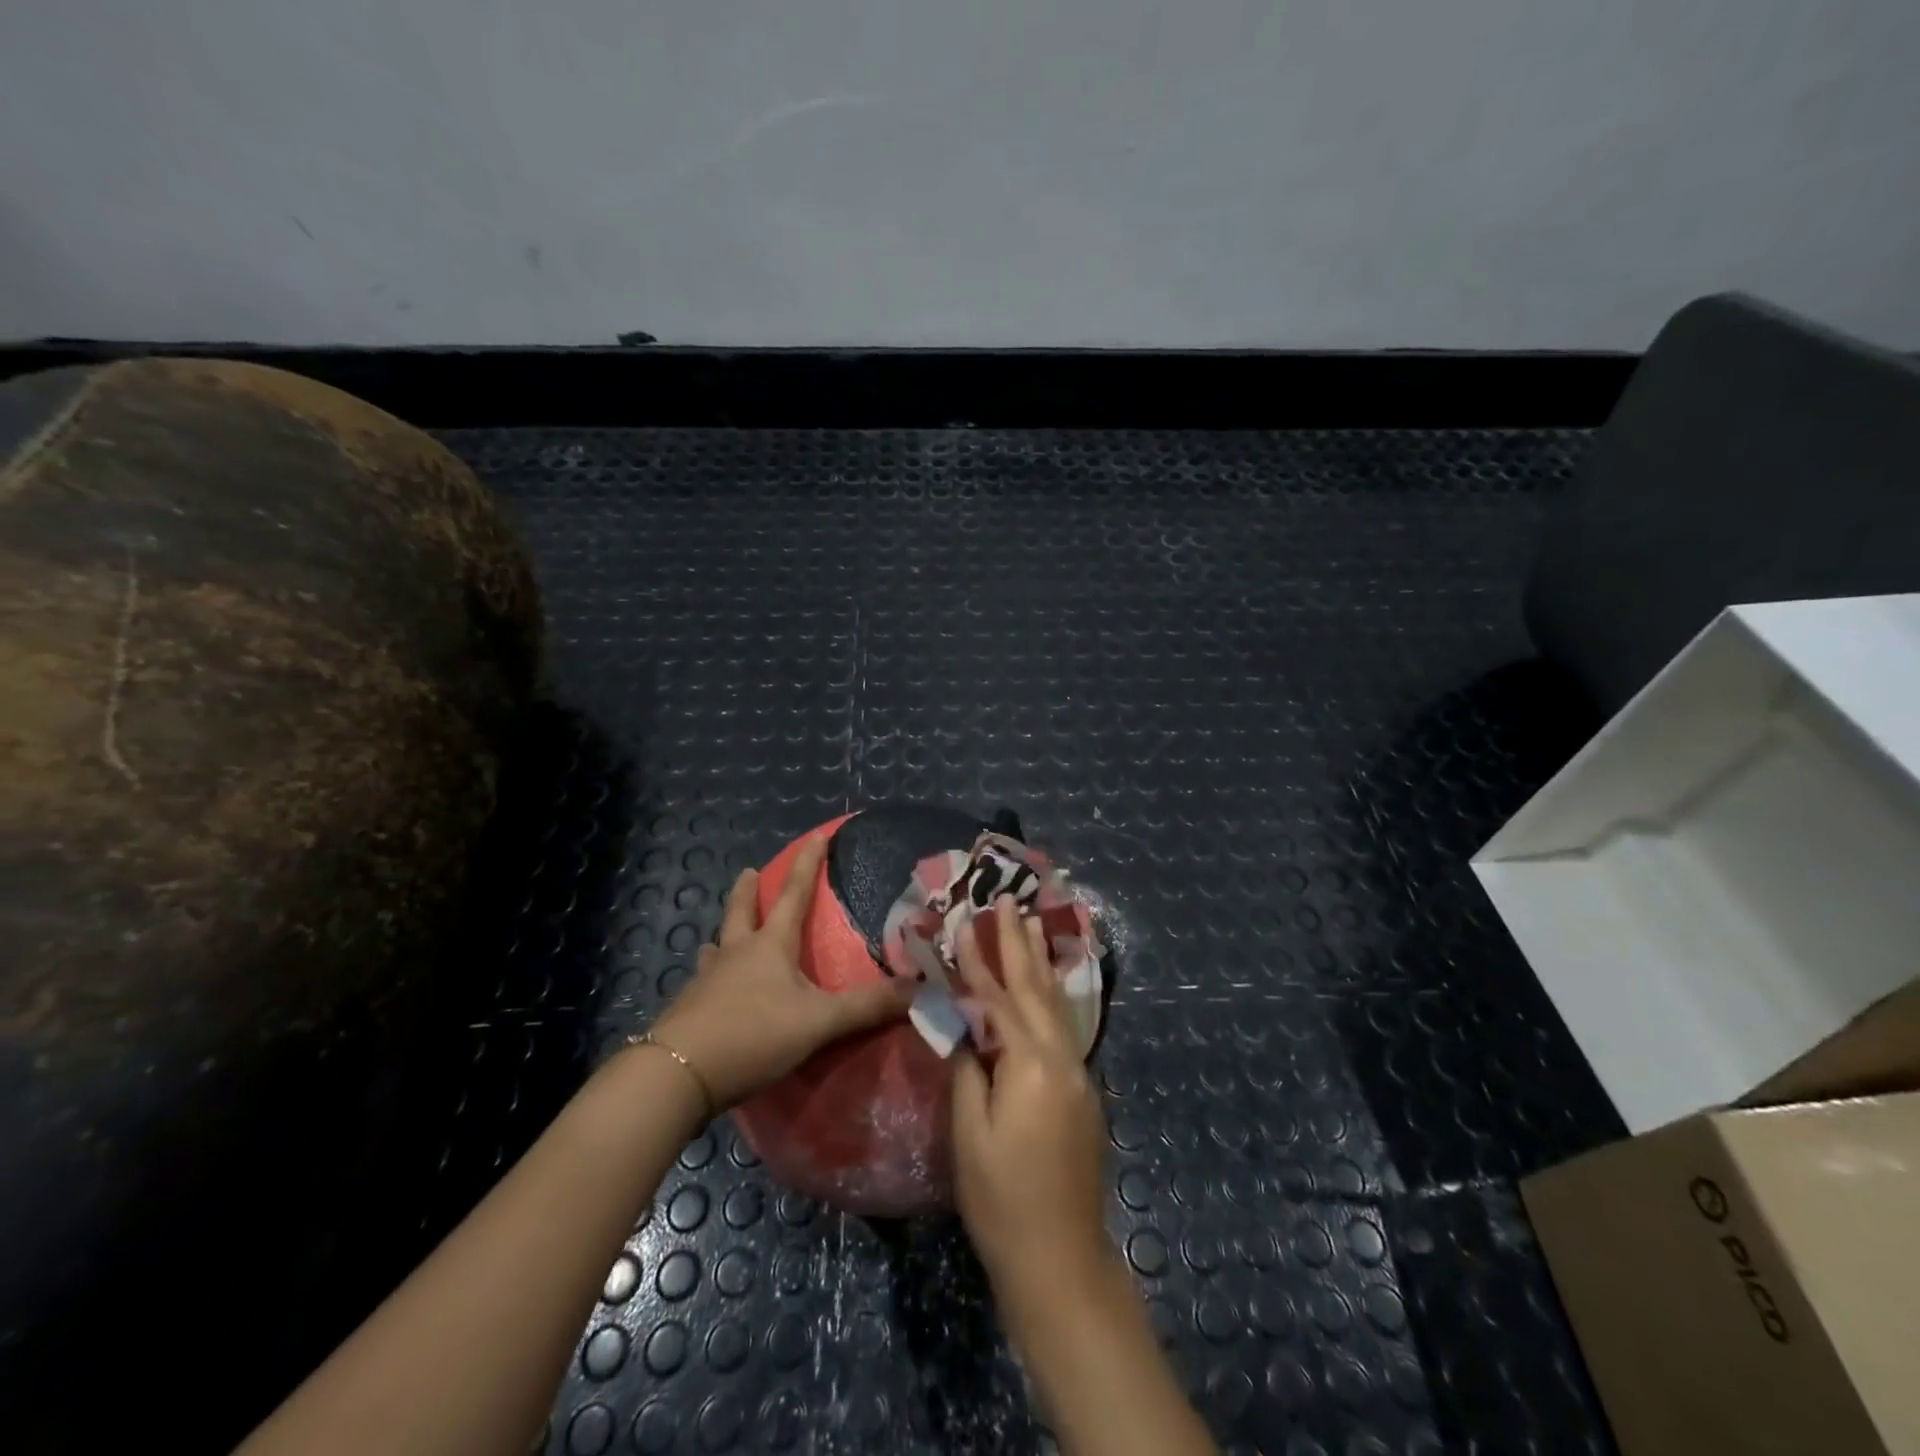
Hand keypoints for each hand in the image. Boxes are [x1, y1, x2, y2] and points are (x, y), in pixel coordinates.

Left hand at [649, 833, 913, 1109]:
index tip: (817, 835)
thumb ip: (867, 1007)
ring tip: (723, 936)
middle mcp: (735, 954)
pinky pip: (704, 982)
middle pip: (741, 912)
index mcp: (769, 946)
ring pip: (717, 947)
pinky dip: (712, 977)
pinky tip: (710, 990)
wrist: (679, 1073)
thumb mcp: (819, 1021)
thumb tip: (919, 990)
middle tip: (749, 871)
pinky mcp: (688, 1010)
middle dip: (747, 890)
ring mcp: (706, 981)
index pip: (794, 894)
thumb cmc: (754, 1033)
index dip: (808, 864)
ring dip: (725, 935)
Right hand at [951, 897, 1111, 1290]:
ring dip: (1040, 963)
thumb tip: (965, 1027)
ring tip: (1033, 924)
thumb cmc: (1003, 1199)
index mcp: (1032, 1064)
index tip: (964, 922)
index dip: (978, 961)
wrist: (1060, 1259)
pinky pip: (1063, 1028)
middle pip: (1036, 988)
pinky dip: (1050, 997)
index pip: (998, 999)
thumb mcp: (970, 1134)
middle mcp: (1063, 1058)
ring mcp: (1079, 1074)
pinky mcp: (1083, 1092)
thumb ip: (968, 1070)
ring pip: (1056, 1004)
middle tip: (1010, 901)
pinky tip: (1045, 986)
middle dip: (1020, 943)